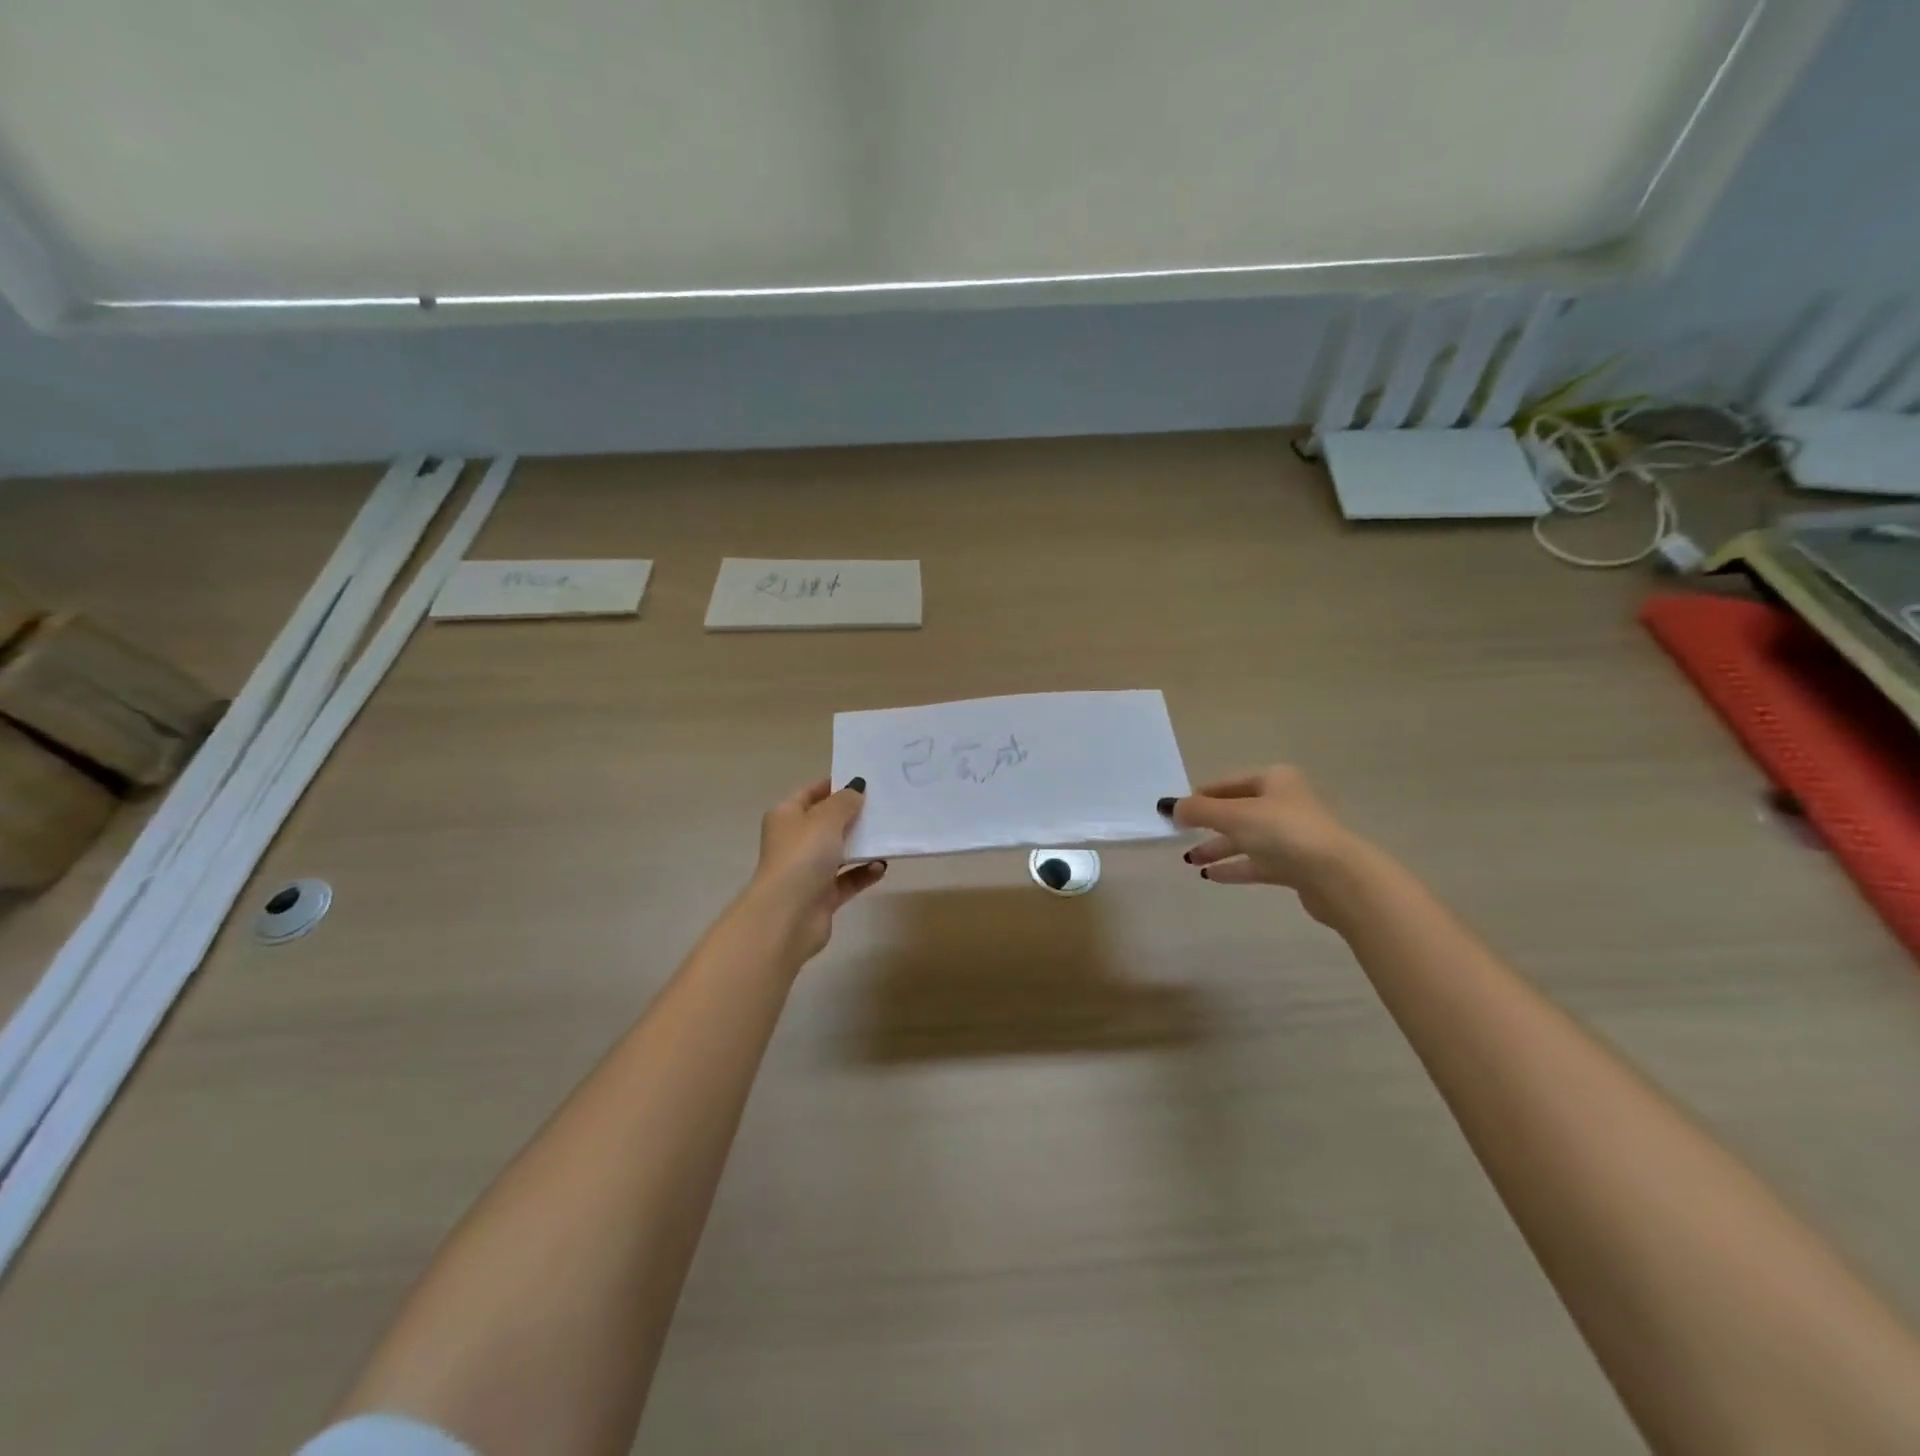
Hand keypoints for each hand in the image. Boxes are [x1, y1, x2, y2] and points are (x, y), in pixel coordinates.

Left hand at [740, 777, 886, 966]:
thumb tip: (856, 787)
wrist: (788, 916)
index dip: (835, 785)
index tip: (865, 780)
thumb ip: (845, 801)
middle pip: (827, 822)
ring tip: (889, 834)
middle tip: (885, 805)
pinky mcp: (822, 895)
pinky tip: (882, 866)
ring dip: (862, 845)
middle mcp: (794, 841)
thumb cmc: (802, 856)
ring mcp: (807, 870)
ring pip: (839, 851)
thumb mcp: (826, 819)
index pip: (811, 793)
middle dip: (853, 815)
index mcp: (786, 816)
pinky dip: (864, 872)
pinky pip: (848, 879)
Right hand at [1164, 766, 1364, 924]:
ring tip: (1189, 860)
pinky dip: (1234, 867)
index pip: (1229, 783)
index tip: (1177, 810)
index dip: (1202, 795)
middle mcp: (1285, 803)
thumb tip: (1169, 807)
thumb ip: (1198, 810)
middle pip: (1237, 811)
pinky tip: (1211, 876)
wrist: (1336, 877)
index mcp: (1274, 780)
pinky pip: (1257, 863)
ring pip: (1246, 839)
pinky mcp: (1296, 865)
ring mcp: (1292, 836)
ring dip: (1217, 848)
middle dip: (1207, 825)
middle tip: (1179, 836)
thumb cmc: (1284, 833)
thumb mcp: (1234, 816)